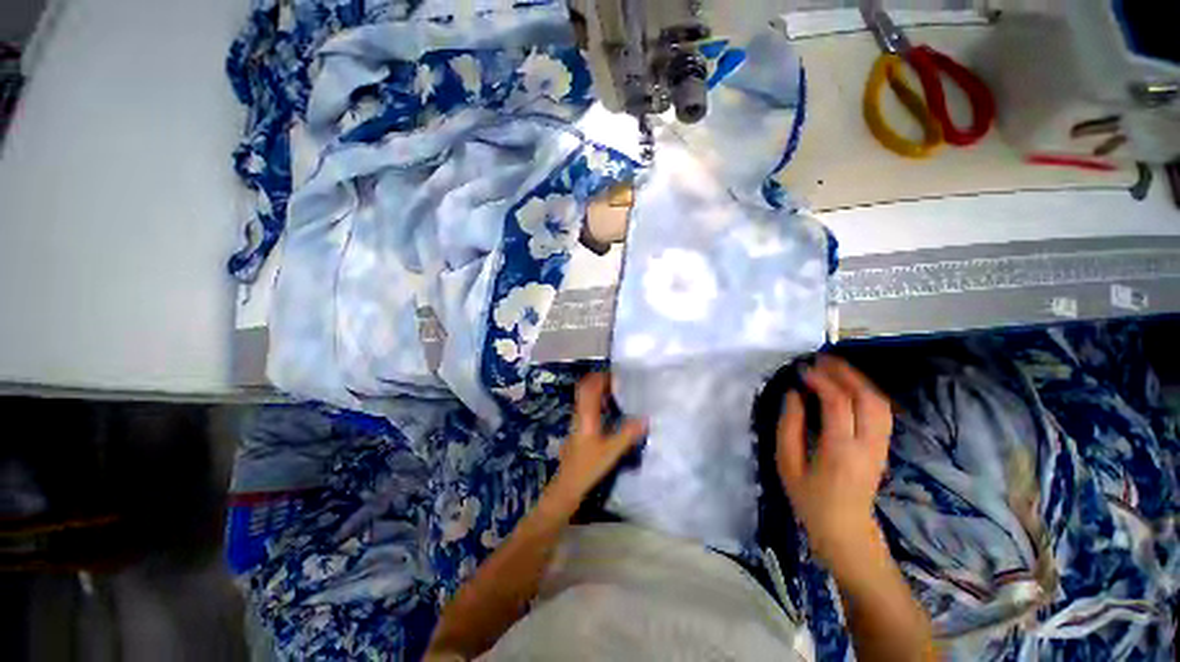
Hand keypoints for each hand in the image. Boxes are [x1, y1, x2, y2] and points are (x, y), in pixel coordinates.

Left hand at [549, 373, 646, 505]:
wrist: (568, 485)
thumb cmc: (588, 466)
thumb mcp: (611, 451)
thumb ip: (628, 434)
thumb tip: (646, 418)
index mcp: (586, 414)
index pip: (590, 387)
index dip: (601, 377)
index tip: (617, 375)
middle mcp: (579, 413)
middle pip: (586, 389)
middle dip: (600, 381)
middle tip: (618, 381)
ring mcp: (577, 421)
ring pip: (585, 397)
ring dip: (598, 391)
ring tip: (616, 392)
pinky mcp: (578, 429)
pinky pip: (586, 407)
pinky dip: (596, 401)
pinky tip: (608, 411)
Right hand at [776, 355, 892, 573]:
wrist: (846, 531)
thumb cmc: (809, 499)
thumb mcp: (787, 464)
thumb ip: (789, 426)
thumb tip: (793, 394)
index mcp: (840, 450)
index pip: (837, 403)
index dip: (821, 381)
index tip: (802, 369)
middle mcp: (868, 444)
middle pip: (867, 398)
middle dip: (845, 373)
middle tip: (821, 359)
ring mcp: (881, 446)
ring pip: (880, 403)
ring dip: (859, 380)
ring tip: (835, 367)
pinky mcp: (883, 447)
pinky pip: (882, 412)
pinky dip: (867, 392)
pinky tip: (850, 386)